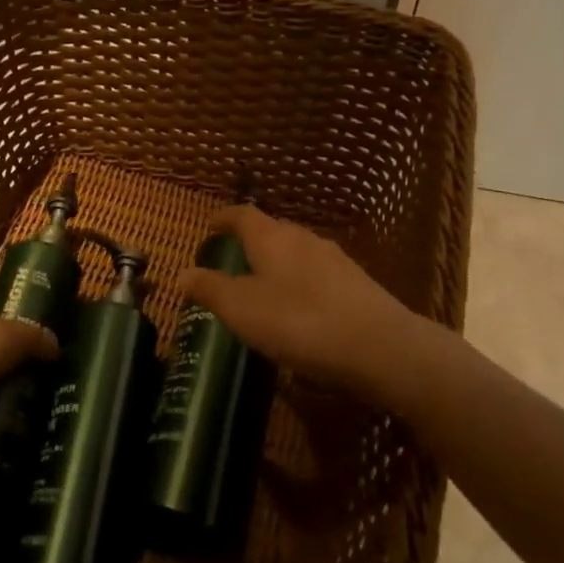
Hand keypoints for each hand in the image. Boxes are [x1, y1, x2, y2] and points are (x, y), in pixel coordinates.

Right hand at [177, 206, 442, 418]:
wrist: (380, 348)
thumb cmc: (299, 323)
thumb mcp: (242, 310)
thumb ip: (210, 289)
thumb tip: (183, 273)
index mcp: (272, 238)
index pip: (242, 214)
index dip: (223, 218)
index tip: (209, 225)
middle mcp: (304, 239)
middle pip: (272, 230)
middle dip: (251, 242)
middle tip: (232, 261)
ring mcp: (335, 260)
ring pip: (297, 252)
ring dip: (277, 264)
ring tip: (264, 287)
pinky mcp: (357, 284)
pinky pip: (318, 275)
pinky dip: (300, 284)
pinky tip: (300, 310)